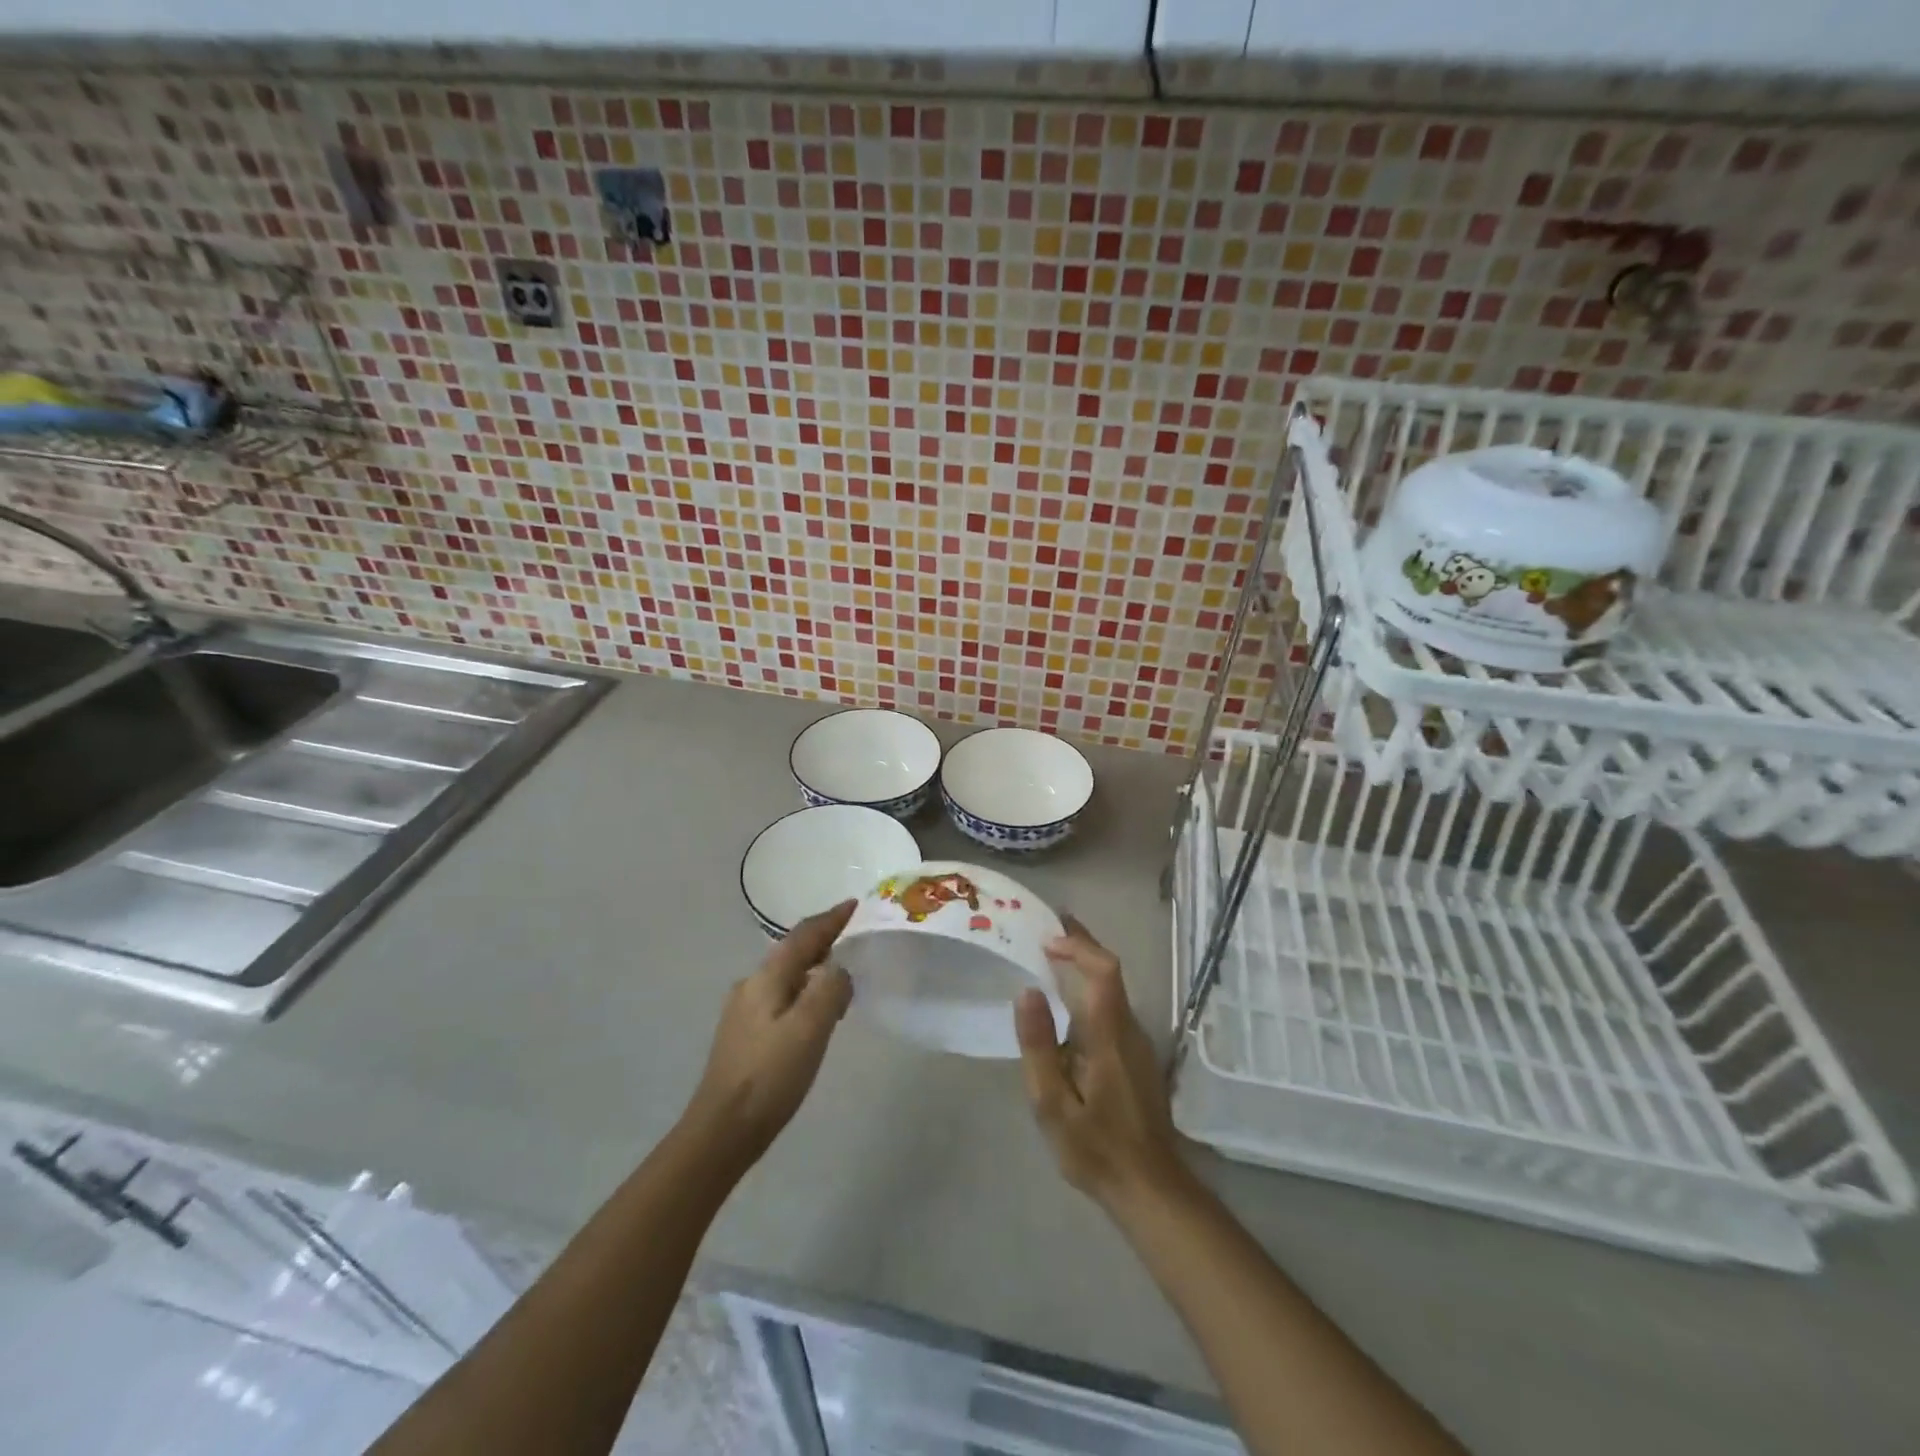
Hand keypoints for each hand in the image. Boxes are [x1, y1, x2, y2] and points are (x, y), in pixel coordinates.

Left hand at [683, 901, 855, 1169]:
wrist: (721, 1131)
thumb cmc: (770, 1075)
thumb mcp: (810, 1027)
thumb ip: (830, 989)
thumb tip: (838, 970)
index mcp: (767, 977)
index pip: (804, 935)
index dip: (831, 919)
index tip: (854, 905)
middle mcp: (751, 986)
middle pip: (793, 953)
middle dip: (823, 943)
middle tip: (854, 941)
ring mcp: (743, 1011)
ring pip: (786, 977)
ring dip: (814, 971)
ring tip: (842, 982)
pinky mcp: (743, 1036)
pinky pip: (781, 1000)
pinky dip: (804, 995)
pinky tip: (815, 1016)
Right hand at [1014, 916, 1189, 1212]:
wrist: (1151, 1189)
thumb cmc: (1096, 1149)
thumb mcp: (1053, 1105)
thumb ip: (1039, 1047)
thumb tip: (1027, 991)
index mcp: (1109, 1035)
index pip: (1103, 971)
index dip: (1078, 946)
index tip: (1046, 938)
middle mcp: (1130, 1029)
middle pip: (1110, 972)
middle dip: (1080, 945)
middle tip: (1046, 930)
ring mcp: (1138, 1043)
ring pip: (1113, 989)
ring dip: (1085, 965)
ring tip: (1050, 958)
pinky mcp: (1137, 1057)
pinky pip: (1113, 1007)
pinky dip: (1090, 989)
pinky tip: (1068, 1003)